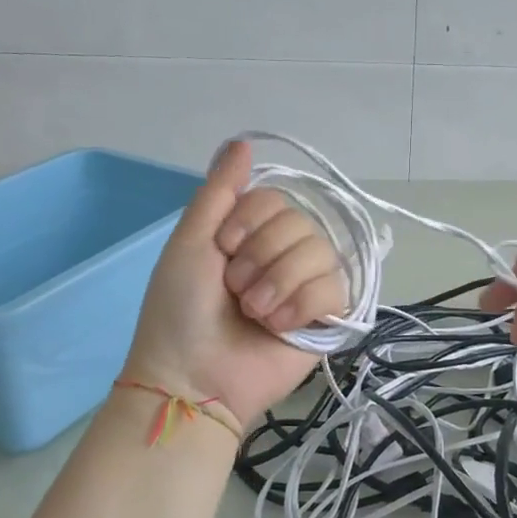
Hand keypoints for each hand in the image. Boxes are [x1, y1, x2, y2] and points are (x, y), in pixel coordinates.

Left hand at [123, 141, 344, 424]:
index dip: (249, 222)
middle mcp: (283, 254)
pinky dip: (302, 305)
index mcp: (252, 235)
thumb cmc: (181, 310)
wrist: (193, 377)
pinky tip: (279, 327)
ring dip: (278, 284)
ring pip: (320, 252)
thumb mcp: (190, 242)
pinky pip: (335, 288)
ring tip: (255, 314)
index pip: (277, 199)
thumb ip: (219, 191)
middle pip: (300, 223)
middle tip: (236, 292)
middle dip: (260, 259)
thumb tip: (243, 140)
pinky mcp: (328, 317)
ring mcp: (308, 286)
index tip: (224, 251)